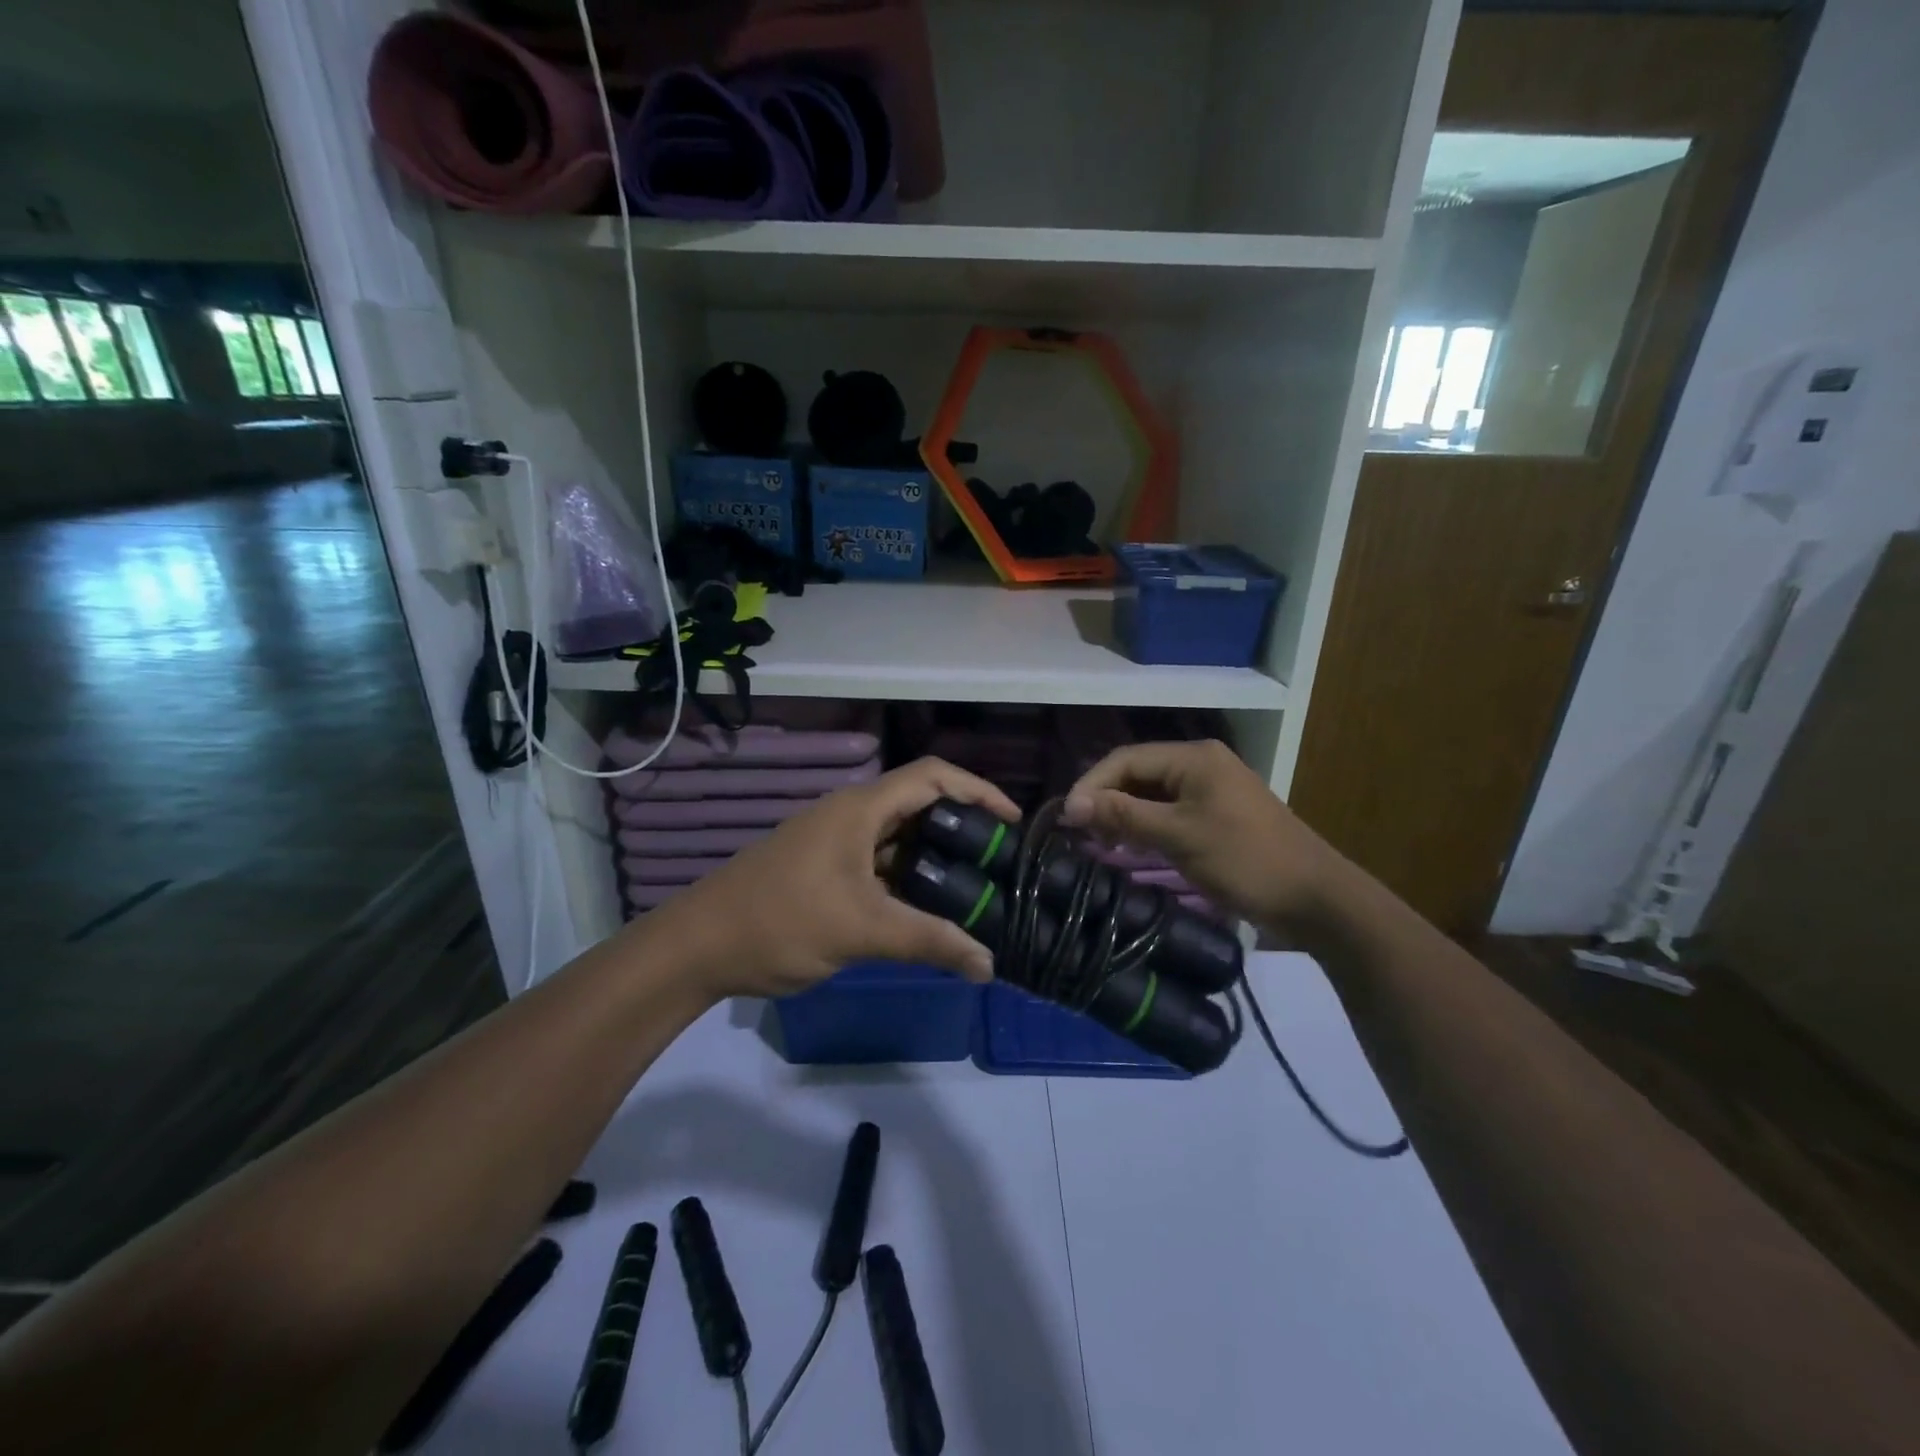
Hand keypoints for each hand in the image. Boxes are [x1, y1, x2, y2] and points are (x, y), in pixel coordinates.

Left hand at [654, 757, 1020, 997]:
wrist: (699, 946)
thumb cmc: (781, 921)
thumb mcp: (862, 930)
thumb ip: (929, 942)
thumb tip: (989, 966)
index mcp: (860, 809)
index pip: (933, 776)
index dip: (979, 790)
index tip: (1013, 822)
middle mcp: (850, 815)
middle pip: (920, 805)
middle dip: (963, 828)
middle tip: (1001, 863)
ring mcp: (835, 843)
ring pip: (900, 839)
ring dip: (936, 858)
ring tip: (977, 888)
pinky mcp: (825, 870)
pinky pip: (880, 865)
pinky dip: (909, 880)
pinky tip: (929, 911)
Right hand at [1062, 739, 1342, 935]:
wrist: (1315, 898)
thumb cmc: (1245, 860)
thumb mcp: (1179, 836)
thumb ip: (1124, 815)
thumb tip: (1071, 804)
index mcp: (1194, 758)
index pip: (1126, 759)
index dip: (1091, 785)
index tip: (1067, 818)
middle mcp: (1200, 764)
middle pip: (1138, 774)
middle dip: (1106, 801)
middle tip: (1080, 834)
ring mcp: (1211, 790)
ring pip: (1152, 795)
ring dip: (1124, 816)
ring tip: (1099, 843)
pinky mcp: (1217, 815)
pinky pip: (1170, 812)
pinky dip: (1147, 827)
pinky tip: (1131, 849)